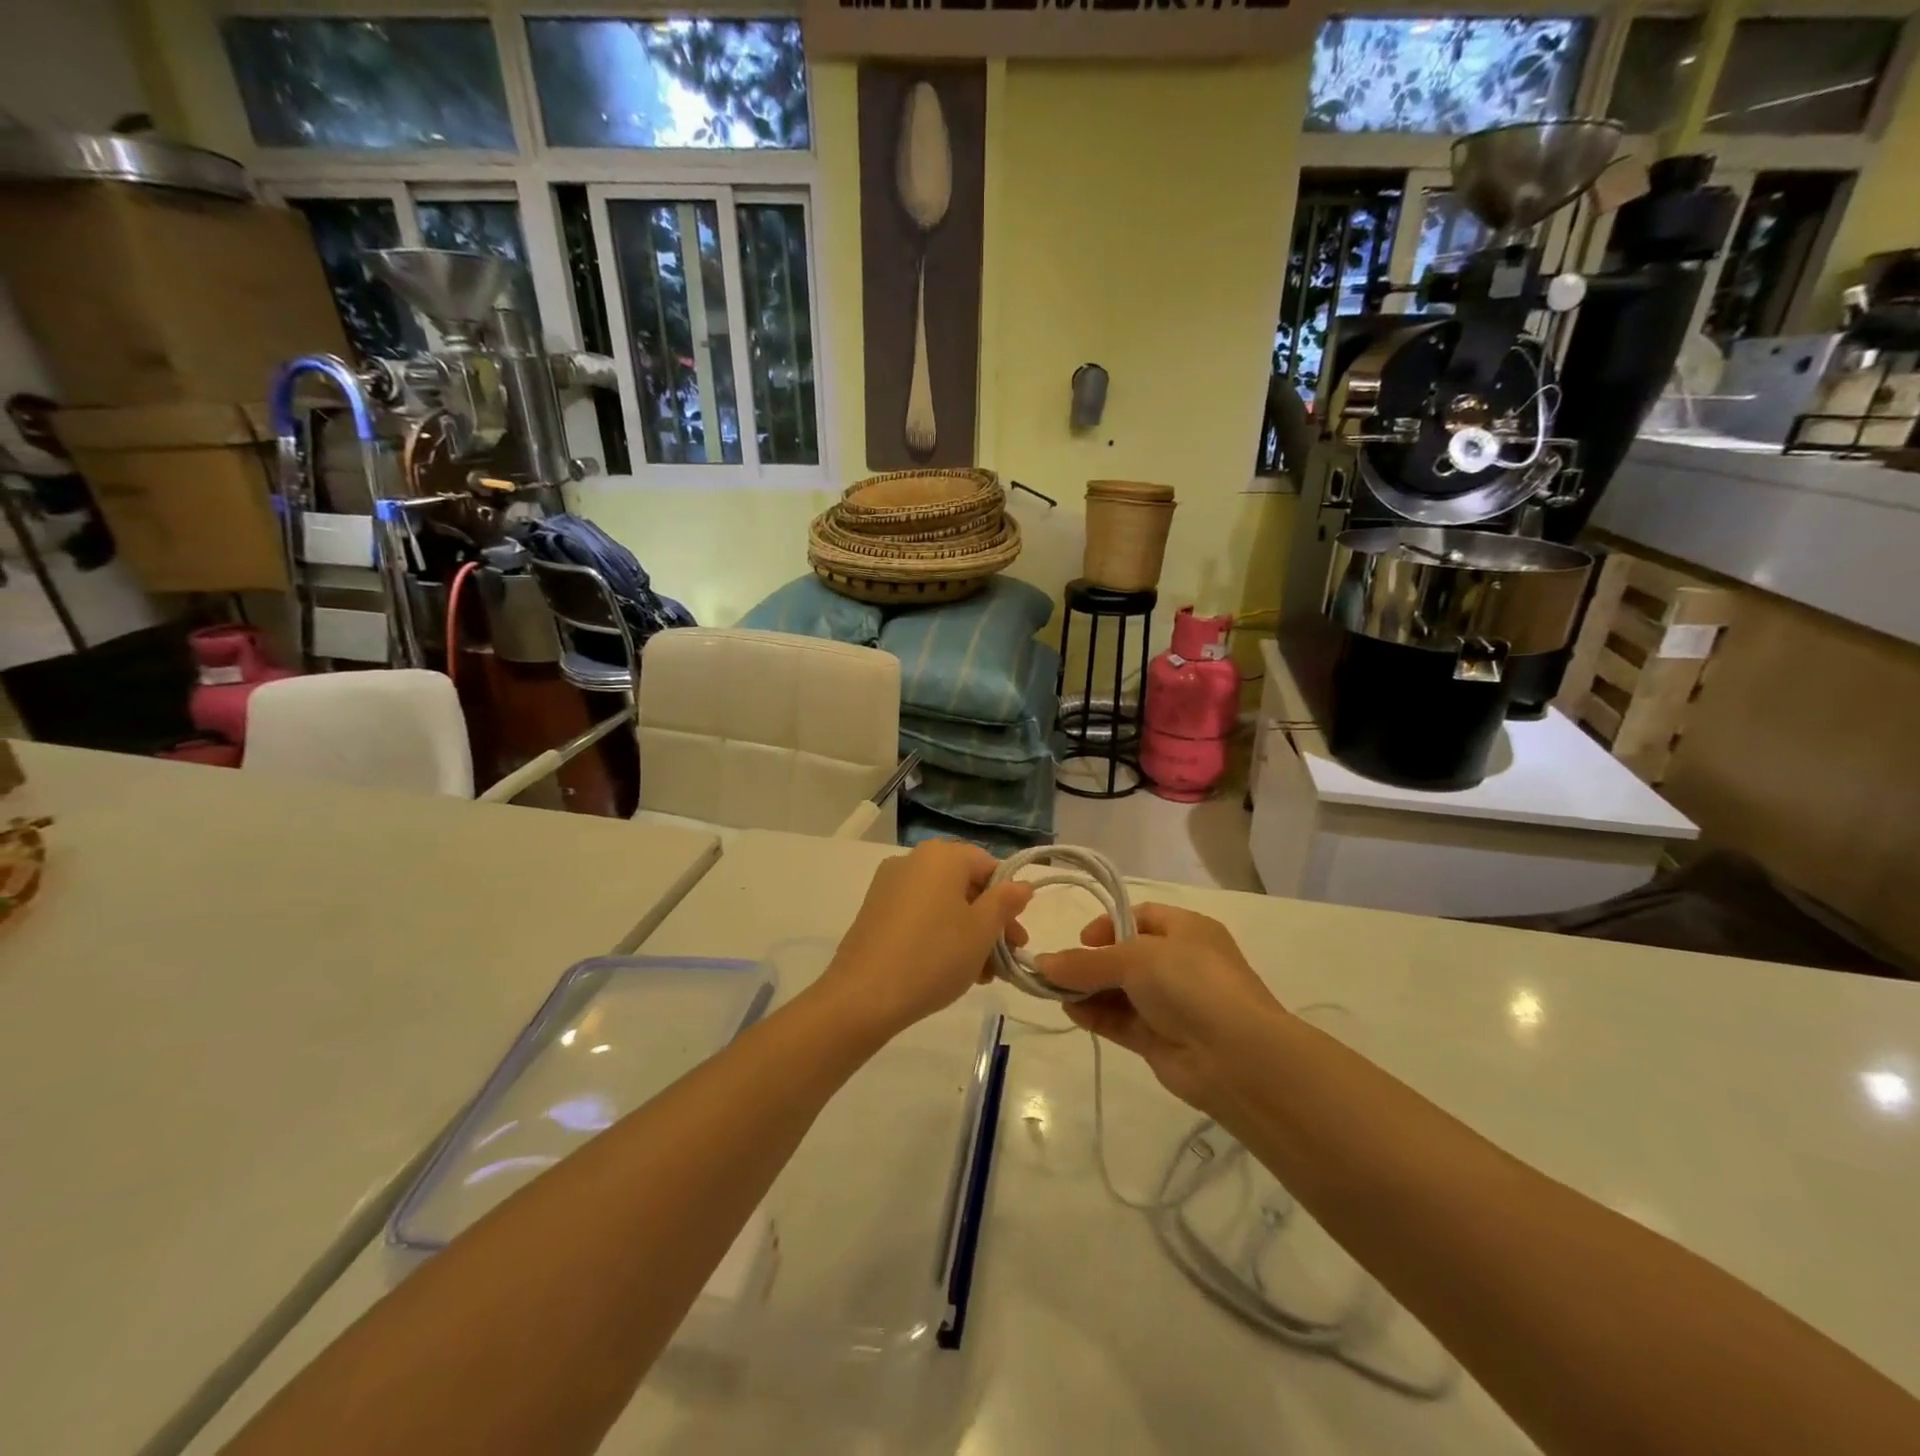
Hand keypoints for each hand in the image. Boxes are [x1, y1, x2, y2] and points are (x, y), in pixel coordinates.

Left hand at [813, 840, 1031, 1041]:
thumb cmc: (934, 956)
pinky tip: (950, 971)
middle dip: (989, 922)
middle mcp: (913, 861)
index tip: (1016, 937)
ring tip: (980, 975)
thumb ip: (1005, 902)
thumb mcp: (981, 931)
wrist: (864, 995)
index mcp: (941, 856)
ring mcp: (889, 886)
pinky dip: (939, 936)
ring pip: (942, 905)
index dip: (1008, 899)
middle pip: (964, 886)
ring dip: (967, 934)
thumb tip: (1020, 885)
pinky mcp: (874, 912)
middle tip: (1004, 961)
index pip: (988, 865)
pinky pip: (918, 916)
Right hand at [1035, 904, 1283, 1115]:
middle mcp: (1180, 964)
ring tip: (1054, 992)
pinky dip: (1096, 1015)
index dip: (1108, 924)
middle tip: (1058, 971)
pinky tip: (1071, 1011)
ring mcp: (1171, 1004)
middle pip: (1126, 956)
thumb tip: (1043, 963)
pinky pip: (1122, 1021)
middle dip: (1091, 962)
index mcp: (1186, 930)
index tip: (1082, 940)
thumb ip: (1086, 963)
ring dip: (1088, 990)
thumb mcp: (1135, 959)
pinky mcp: (1160, 1039)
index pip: (1141, 917)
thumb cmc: (1191, 983)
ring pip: (1121, 991)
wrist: (1237, 1057)